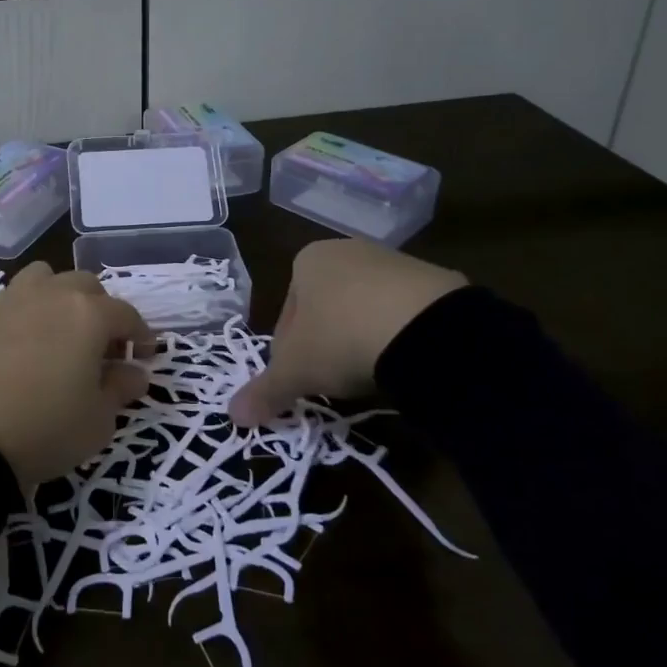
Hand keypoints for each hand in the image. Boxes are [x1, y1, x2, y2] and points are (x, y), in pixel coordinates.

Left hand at [0, 261, 152, 487]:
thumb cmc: (43, 429)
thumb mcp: (97, 422)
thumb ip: (120, 389)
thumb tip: (134, 373)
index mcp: (88, 314)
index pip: (126, 314)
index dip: (141, 335)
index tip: (145, 356)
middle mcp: (50, 294)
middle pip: (85, 285)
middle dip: (101, 310)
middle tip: (101, 347)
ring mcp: (9, 300)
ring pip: (44, 279)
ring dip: (58, 297)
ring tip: (57, 333)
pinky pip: (9, 299)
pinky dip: (23, 312)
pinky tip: (19, 345)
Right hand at [229, 239, 466, 426]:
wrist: (425, 327)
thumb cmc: (340, 337)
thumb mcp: (296, 371)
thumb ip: (264, 390)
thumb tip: (234, 416)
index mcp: (306, 261)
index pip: (286, 315)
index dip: (289, 354)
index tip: (302, 382)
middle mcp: (346, 250)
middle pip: (326, 308)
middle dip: (327, 343)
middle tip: (335, 381)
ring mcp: (392, 261)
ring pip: (365, 309)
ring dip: (363, 339)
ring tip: (372, 375)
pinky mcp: (432, 279)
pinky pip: (404, 313)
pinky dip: (399, 336)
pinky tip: (404, 363)